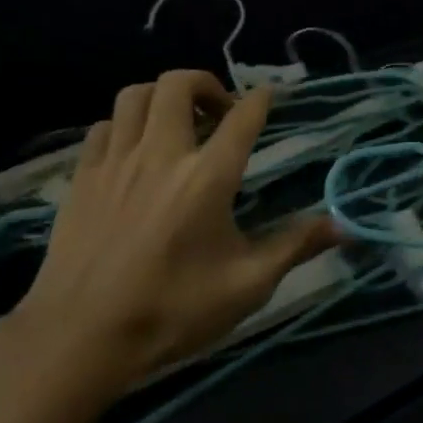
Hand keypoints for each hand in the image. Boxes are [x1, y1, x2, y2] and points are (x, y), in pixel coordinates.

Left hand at [0, 72, 337, 417]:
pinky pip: (104, 127)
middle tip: (220, 112)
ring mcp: (116, 161)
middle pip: (179, 84)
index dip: (261, 98)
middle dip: (206, 84)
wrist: (79, 338)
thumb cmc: (171, 311)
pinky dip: (126, 125)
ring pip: (136, 95)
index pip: (242, 117)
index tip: (270, 95)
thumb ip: (295, 247)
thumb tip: (343, 227)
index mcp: (208, 177)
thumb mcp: (246, 285)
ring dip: (163, 97)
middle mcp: (162, 154)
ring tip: (178, 123)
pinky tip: (135, 151)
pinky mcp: (82, 177)